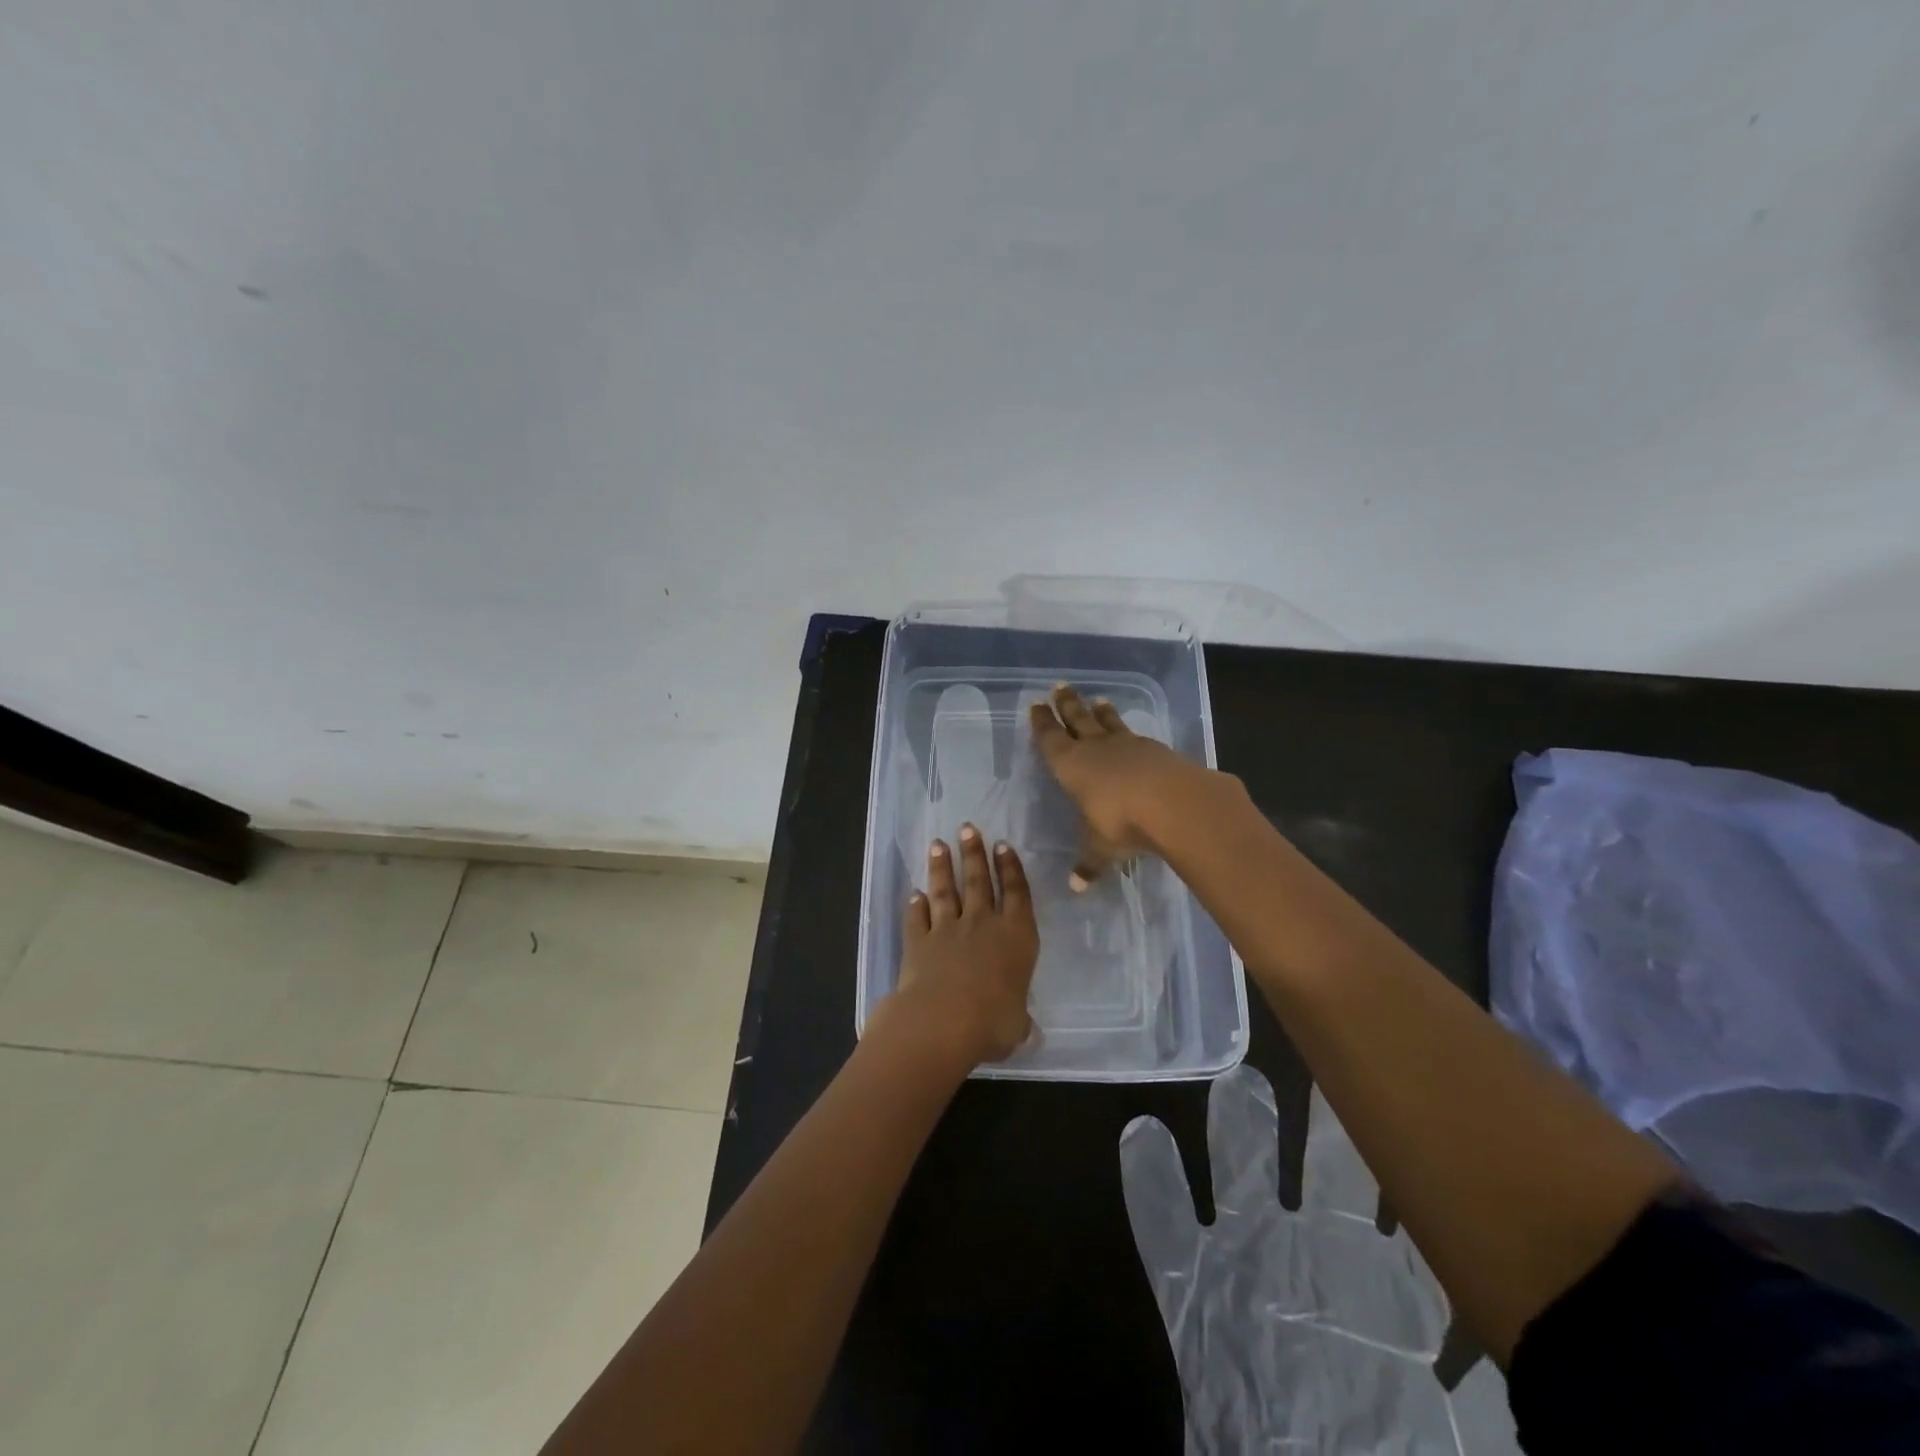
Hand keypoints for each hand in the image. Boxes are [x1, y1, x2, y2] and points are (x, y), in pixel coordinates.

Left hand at [887, 824, 1038, 1064]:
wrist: (942, 1020)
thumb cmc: (992, 1022)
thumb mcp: (1017, 1025)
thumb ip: (1019, 1019)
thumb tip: (1024, 1029)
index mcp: (1016, 936)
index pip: (1016, 893)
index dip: (1010, 868)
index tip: (1003, 845)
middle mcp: (982, 924)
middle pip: (979, 881)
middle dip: (974, 853)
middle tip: (968, 828)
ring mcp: (947, 929)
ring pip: (946, 891)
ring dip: (942, 868)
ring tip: (938, 845)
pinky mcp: (918, 941)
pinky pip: (917, 917)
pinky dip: (915, 905)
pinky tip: (913, 893)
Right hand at [1029, 684, 1211, 887]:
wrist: (1174, 802)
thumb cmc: (1121, 823)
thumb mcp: (1101, 848)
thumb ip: (1089, 863)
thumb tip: (1077, 886)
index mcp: (1072, 766)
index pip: (1051, 739)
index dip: (1043, 723)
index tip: (1036, 705)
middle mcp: (1097, 748)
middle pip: (1078, 720)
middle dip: (1067, 704)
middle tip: (1060, 686)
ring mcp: (1129, 745)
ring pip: (1109, 723)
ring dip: (1102, 713)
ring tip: (1098, 700)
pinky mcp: (1157, 750)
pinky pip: (1137, 737)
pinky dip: (1130, 733)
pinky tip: (1134, 736)